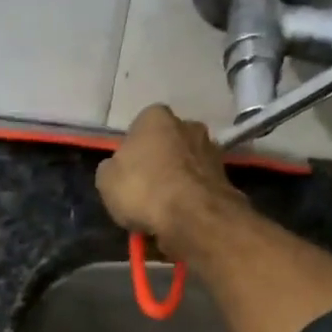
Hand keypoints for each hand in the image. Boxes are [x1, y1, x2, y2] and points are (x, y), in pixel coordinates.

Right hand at [95, 104, 245, 249]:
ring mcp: (210, 149)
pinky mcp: (225, 175)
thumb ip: (111, 169)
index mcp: (155, 116)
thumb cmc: (142, 189)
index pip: (138, 129)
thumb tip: (117, 169)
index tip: (126, 175)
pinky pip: (199, 185)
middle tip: (145, 191)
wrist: (192, 216)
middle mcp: (187, 124)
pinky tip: (181, 215)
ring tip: (163, 209)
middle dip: (158, 163)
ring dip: (176, 181)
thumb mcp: (106, 180)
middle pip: (166, 145)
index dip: (131, 153)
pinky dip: (191, 197)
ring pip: (185, 165)